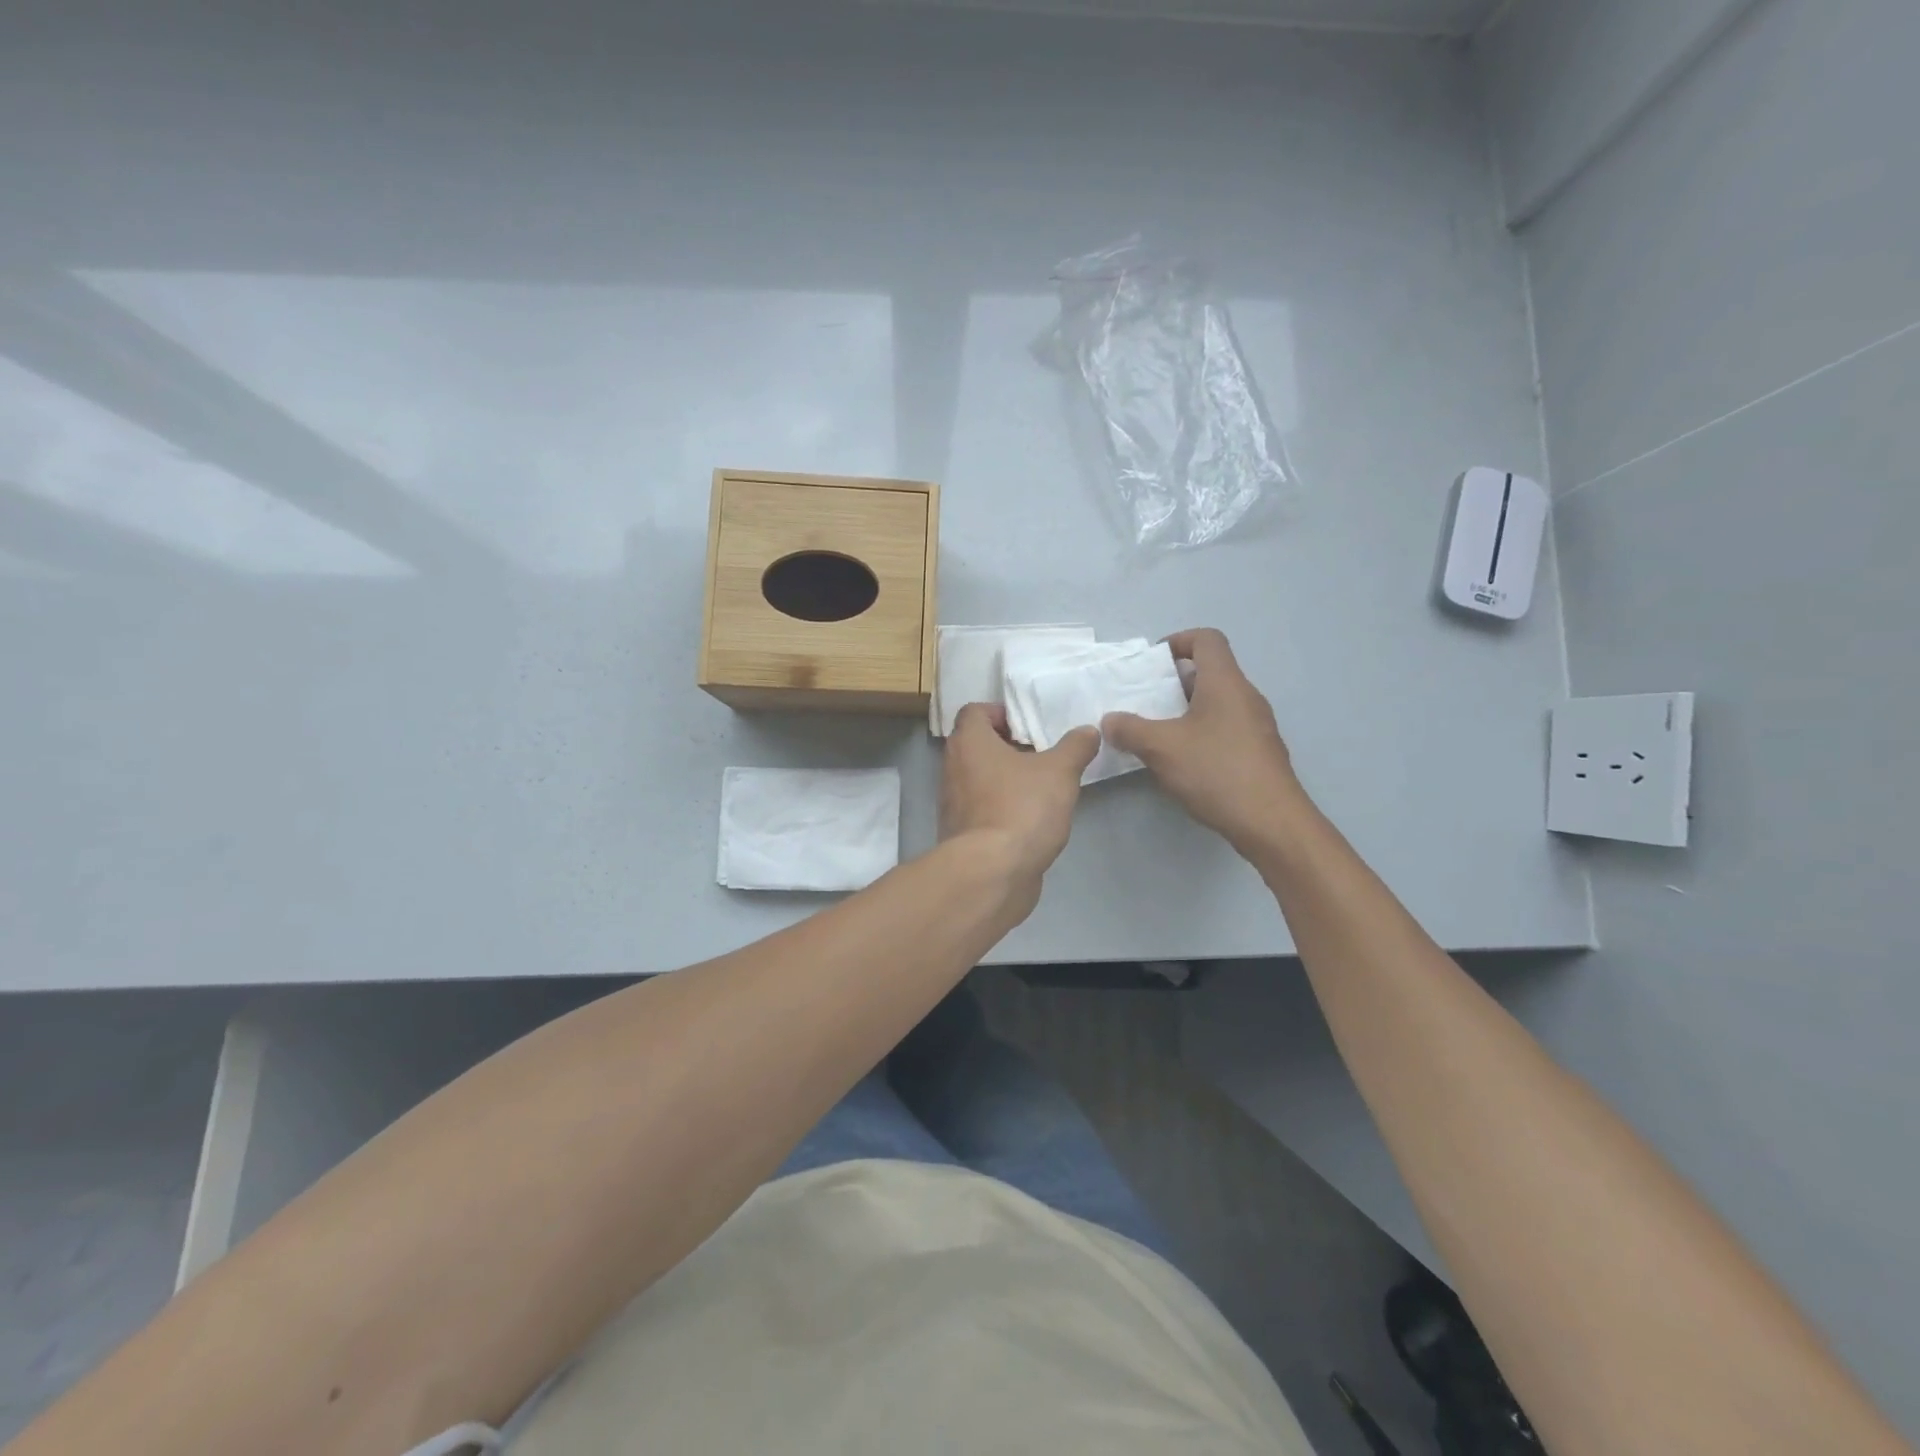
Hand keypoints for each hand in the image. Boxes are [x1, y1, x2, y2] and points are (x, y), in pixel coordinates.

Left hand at [940, 703, 1099, 903]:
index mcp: (969, 742)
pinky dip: (1000, 807)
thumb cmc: (1022, 809)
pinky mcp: (960, 833)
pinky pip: (981, 809)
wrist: (992, 873)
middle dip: (1007, 746)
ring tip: (1040, 786)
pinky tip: (1030, 819)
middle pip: (975, 745)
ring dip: (1004, 778)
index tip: (1029, 726)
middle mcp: (952, 767)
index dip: (1000, 713)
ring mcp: (952, 803)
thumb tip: (1088, 731)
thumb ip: (1075, 747)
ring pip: (978, 778)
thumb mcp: (1060, 772)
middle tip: (1040, 754)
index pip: (974, 711)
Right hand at [1102, 628, 1307, 854]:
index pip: (1207, 639)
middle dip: (1175, 682)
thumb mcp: (1162, 748)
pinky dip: (1202, 733)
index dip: (1178, 641)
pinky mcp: (1259, 753)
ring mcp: (1257, 726)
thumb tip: (1109, 720)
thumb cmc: (1216, 772)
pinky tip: (1183, 761)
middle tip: (1146, 702)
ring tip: (1158, 733)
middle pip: (1211, 672)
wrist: (1271, 822)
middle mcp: (1246, 697)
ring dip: (1187, 710)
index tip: (1152, 664)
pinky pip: (1226, 728)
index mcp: (1225, 683)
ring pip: (1218, 703)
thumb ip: (1130, 729)